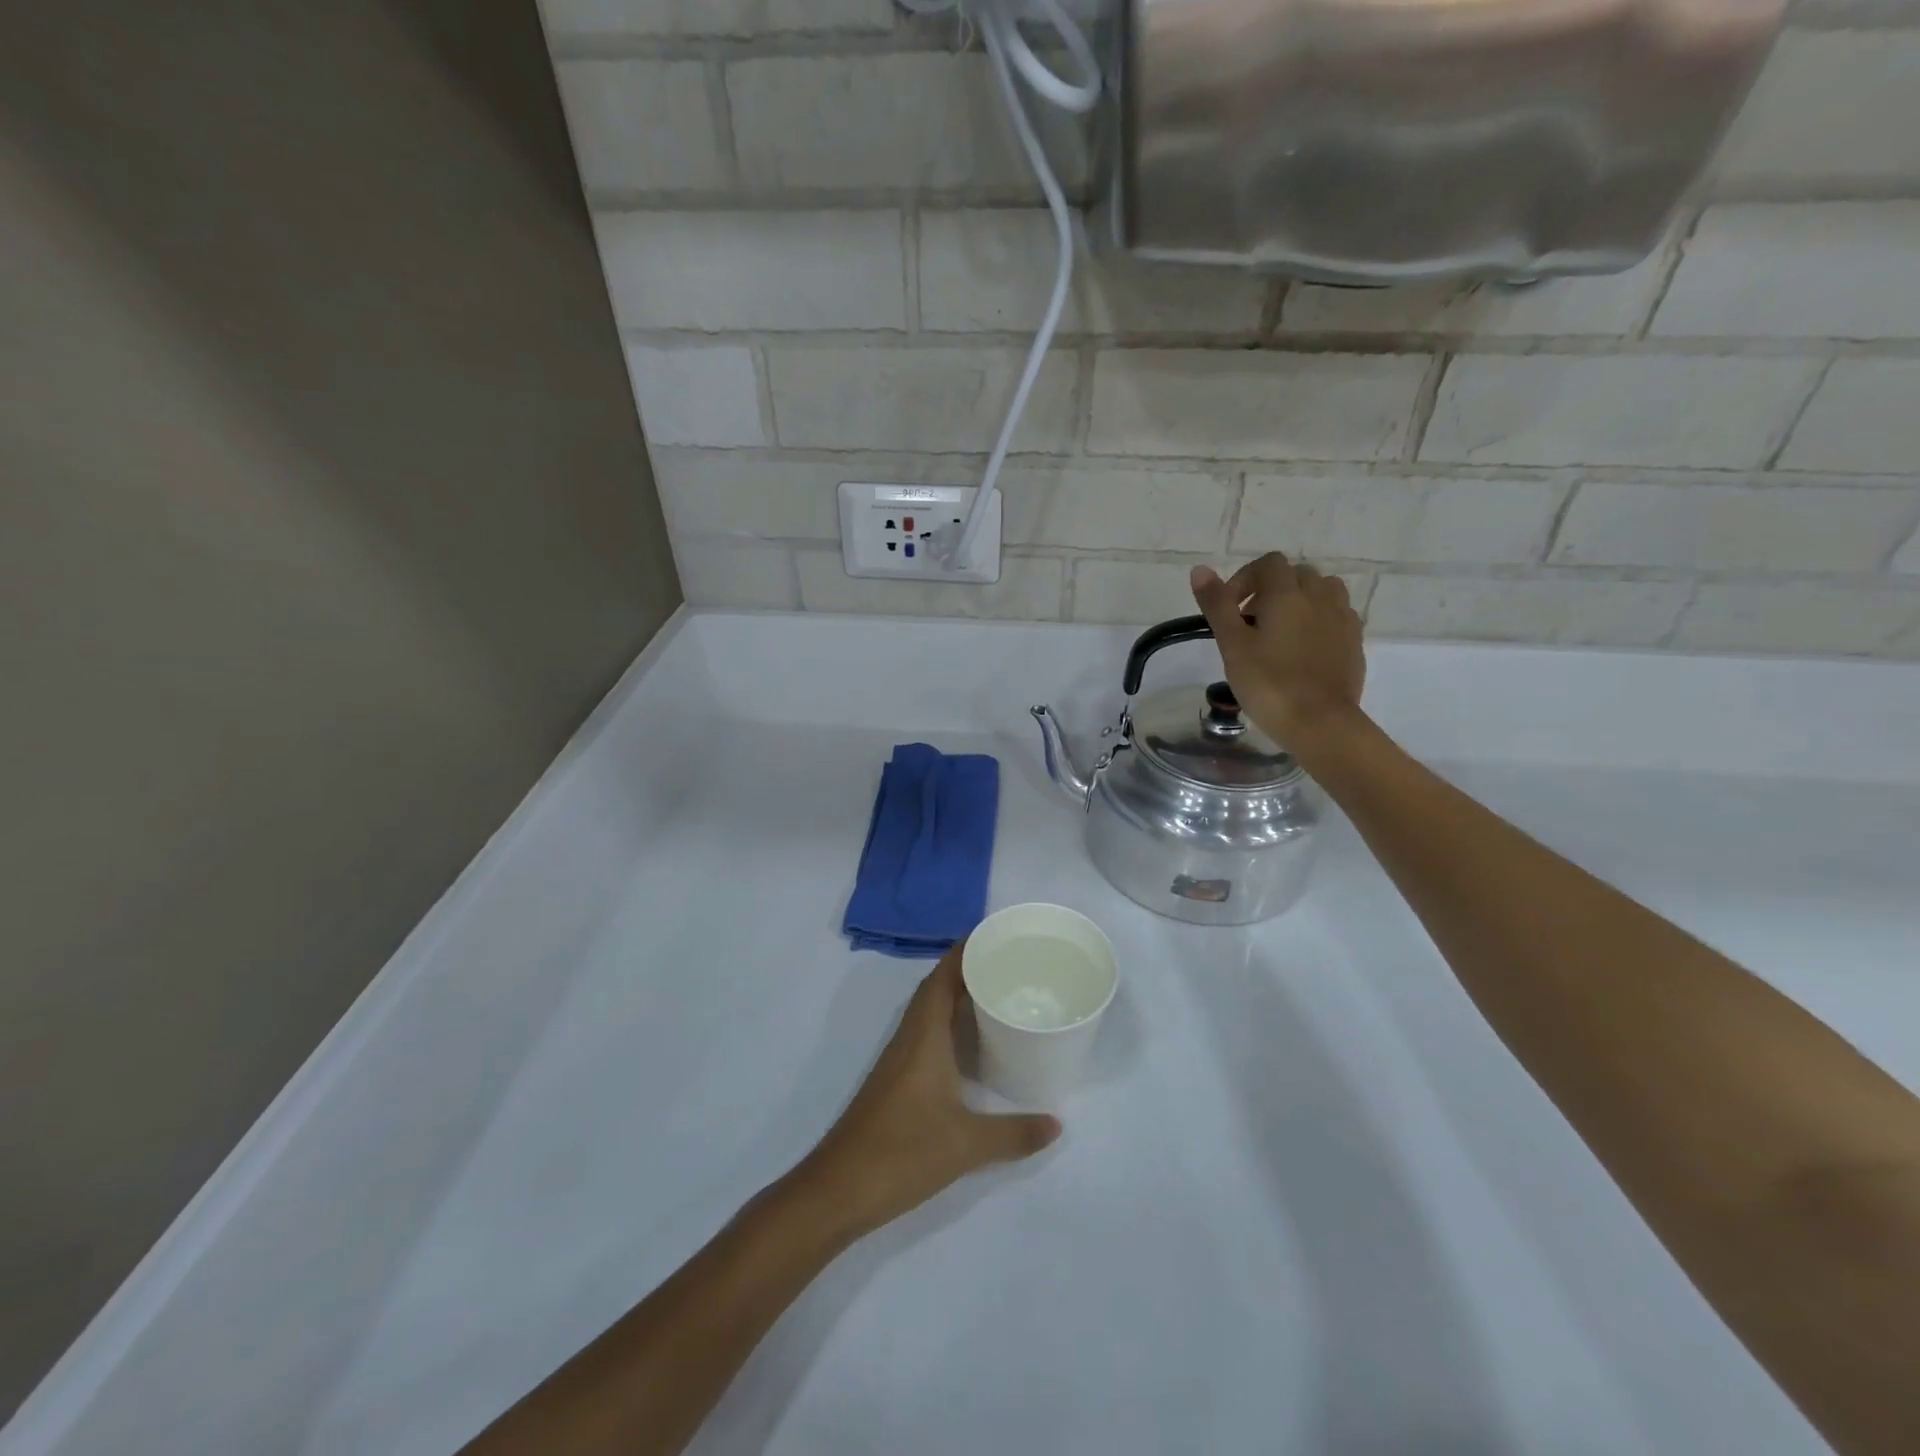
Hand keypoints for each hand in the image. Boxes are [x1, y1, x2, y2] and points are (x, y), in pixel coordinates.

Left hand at [796, 944, 1060, 1236]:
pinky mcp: (895, 1080)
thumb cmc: (903, 1152)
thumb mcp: (967, 1144)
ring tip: (994, 989)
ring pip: (928, 1010)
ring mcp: (898, 1059)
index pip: (942, 977)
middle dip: (966, 968)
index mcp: (923, 1036)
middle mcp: (909, 1038)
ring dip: (955, 994)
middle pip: (935, 987)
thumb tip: (1057, 1123)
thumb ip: (1014, 1133)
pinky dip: (947, 1022)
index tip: (995, 934)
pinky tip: (968, 1041)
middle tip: (1005, 959)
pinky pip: (924, 1033)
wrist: (840, 1188)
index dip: (964, 951)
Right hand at [1189, 553, 1365, 751]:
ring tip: (1280, 631)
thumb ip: (1217, 605)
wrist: (1320, 723)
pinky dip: (1318, 619)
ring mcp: (1342, 618)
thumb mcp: (1232, 645)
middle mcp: (1320, 597)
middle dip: (1270, 590)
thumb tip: (1200, 569)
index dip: (1244, 580)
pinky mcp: (1354, 641)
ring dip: (1299, 600)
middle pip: (1296, 574)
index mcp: (1287, 594)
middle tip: (1250, 624)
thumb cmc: (1268, 683)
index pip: (1268, 564)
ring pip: (1322, 590)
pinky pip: (1336, 614)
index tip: (1229, 611)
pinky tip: (1304, 647)